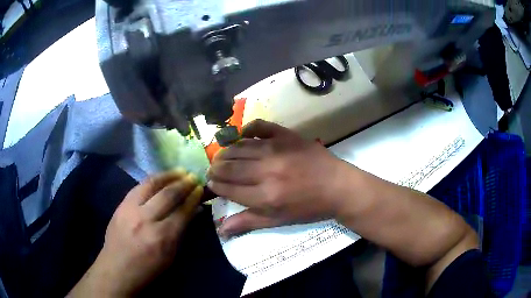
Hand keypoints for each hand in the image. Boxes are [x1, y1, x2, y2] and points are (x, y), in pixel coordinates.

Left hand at [69, 170, 202, 296]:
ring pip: (151, 184)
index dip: (193, 198)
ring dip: (168, 176)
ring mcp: (130, 209)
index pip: (182, 212)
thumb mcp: (170, 256)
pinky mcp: (121, 204)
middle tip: (193, 176)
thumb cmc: (148, 269)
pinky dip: (153, 180)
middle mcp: (146, 219)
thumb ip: (181, 232)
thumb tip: (192, 212)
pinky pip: (139, 186)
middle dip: (183, 183)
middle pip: (168, 195)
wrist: (117, 268)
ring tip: (180, 171)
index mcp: (162, 237)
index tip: (200, 189)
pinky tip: (161, 177)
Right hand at [208, 119, 345, 237]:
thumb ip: (249, 222)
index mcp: (265, 196)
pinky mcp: (287, 136)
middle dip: (215, 168)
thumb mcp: (279, 220)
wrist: (338, 187)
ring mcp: (277, 150)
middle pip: (230, 167)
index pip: (229, 188)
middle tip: (212, 169)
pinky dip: (248, 129)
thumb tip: (220, 229)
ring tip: (221, 155)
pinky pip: (260, 127)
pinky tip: (242, 134)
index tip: (210, 182)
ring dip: (226, 152)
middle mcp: (267, 171)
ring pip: (240, 147)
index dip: (216, 185)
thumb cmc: (309, 208)